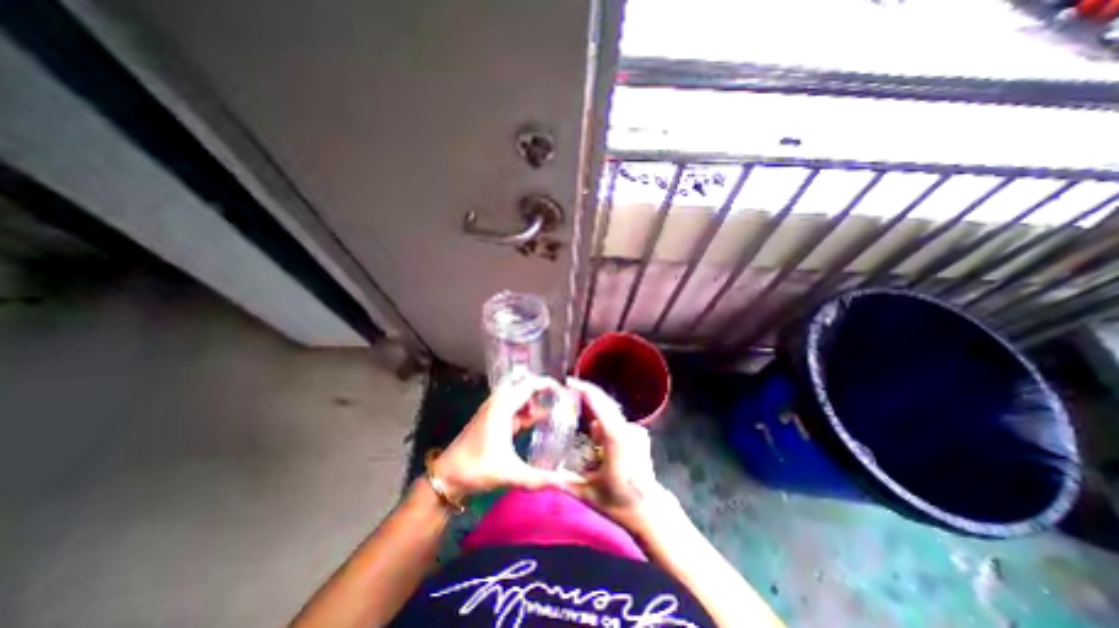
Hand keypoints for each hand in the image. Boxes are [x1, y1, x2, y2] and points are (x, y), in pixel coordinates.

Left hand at [433, 375, 570, 502]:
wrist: (446, 477)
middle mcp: (497, 403)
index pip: (529, 385)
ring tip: (552, 410)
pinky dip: (525, 410)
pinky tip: (535, 422)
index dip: (547, 385)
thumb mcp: (510, 474)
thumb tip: (566, 483)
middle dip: (541, 389)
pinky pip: (512, 407)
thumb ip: (539, 479)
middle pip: (523, 385)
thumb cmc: (476, 470)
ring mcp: (493, 410)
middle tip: (559, 398)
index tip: (564, 391)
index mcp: (502, 408)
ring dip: (533, 400)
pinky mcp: (491, 419)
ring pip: (517, 396)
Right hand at [565, 379, 677, 534]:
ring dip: (595, 417)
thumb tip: (541, 473)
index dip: (584, 390)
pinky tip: (599, 443)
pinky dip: (605, 425)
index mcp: (616, 440)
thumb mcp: (587, 493)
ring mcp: (636, 430)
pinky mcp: (639, 434)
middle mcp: (627, 430)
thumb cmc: (619, 503)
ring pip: (608, 414)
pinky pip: (616, 422)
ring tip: (586, 437)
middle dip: (586, 395)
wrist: (649, 510)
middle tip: (568, 393)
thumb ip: (563, 480)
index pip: (600, 405)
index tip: (568, 382)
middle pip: (604, 402)